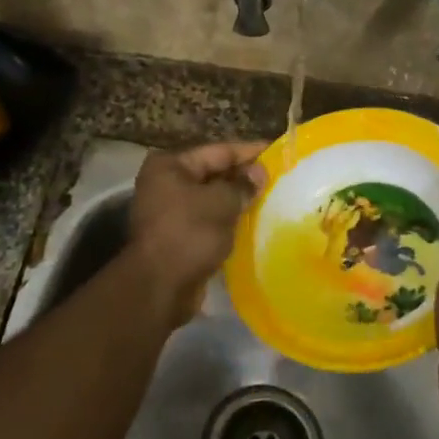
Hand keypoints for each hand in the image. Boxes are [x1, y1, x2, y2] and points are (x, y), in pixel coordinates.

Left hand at [124, 141, 266, 319]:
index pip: (218, 151)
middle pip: (213, 173)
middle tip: (279, 178)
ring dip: (237, 200)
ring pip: (211, 198)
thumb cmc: (189, 234)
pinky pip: (208, 219)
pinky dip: (227, 219)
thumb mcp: (220, 203)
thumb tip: (259, 172)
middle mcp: (165, 182)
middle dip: (244, 177)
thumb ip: (242, 185)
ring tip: (271, 198)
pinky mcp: (177, 235)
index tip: (278, 152)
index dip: (250, 152)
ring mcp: (169, 210)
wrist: (160, 287)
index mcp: (170, 166)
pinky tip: (252, 222)